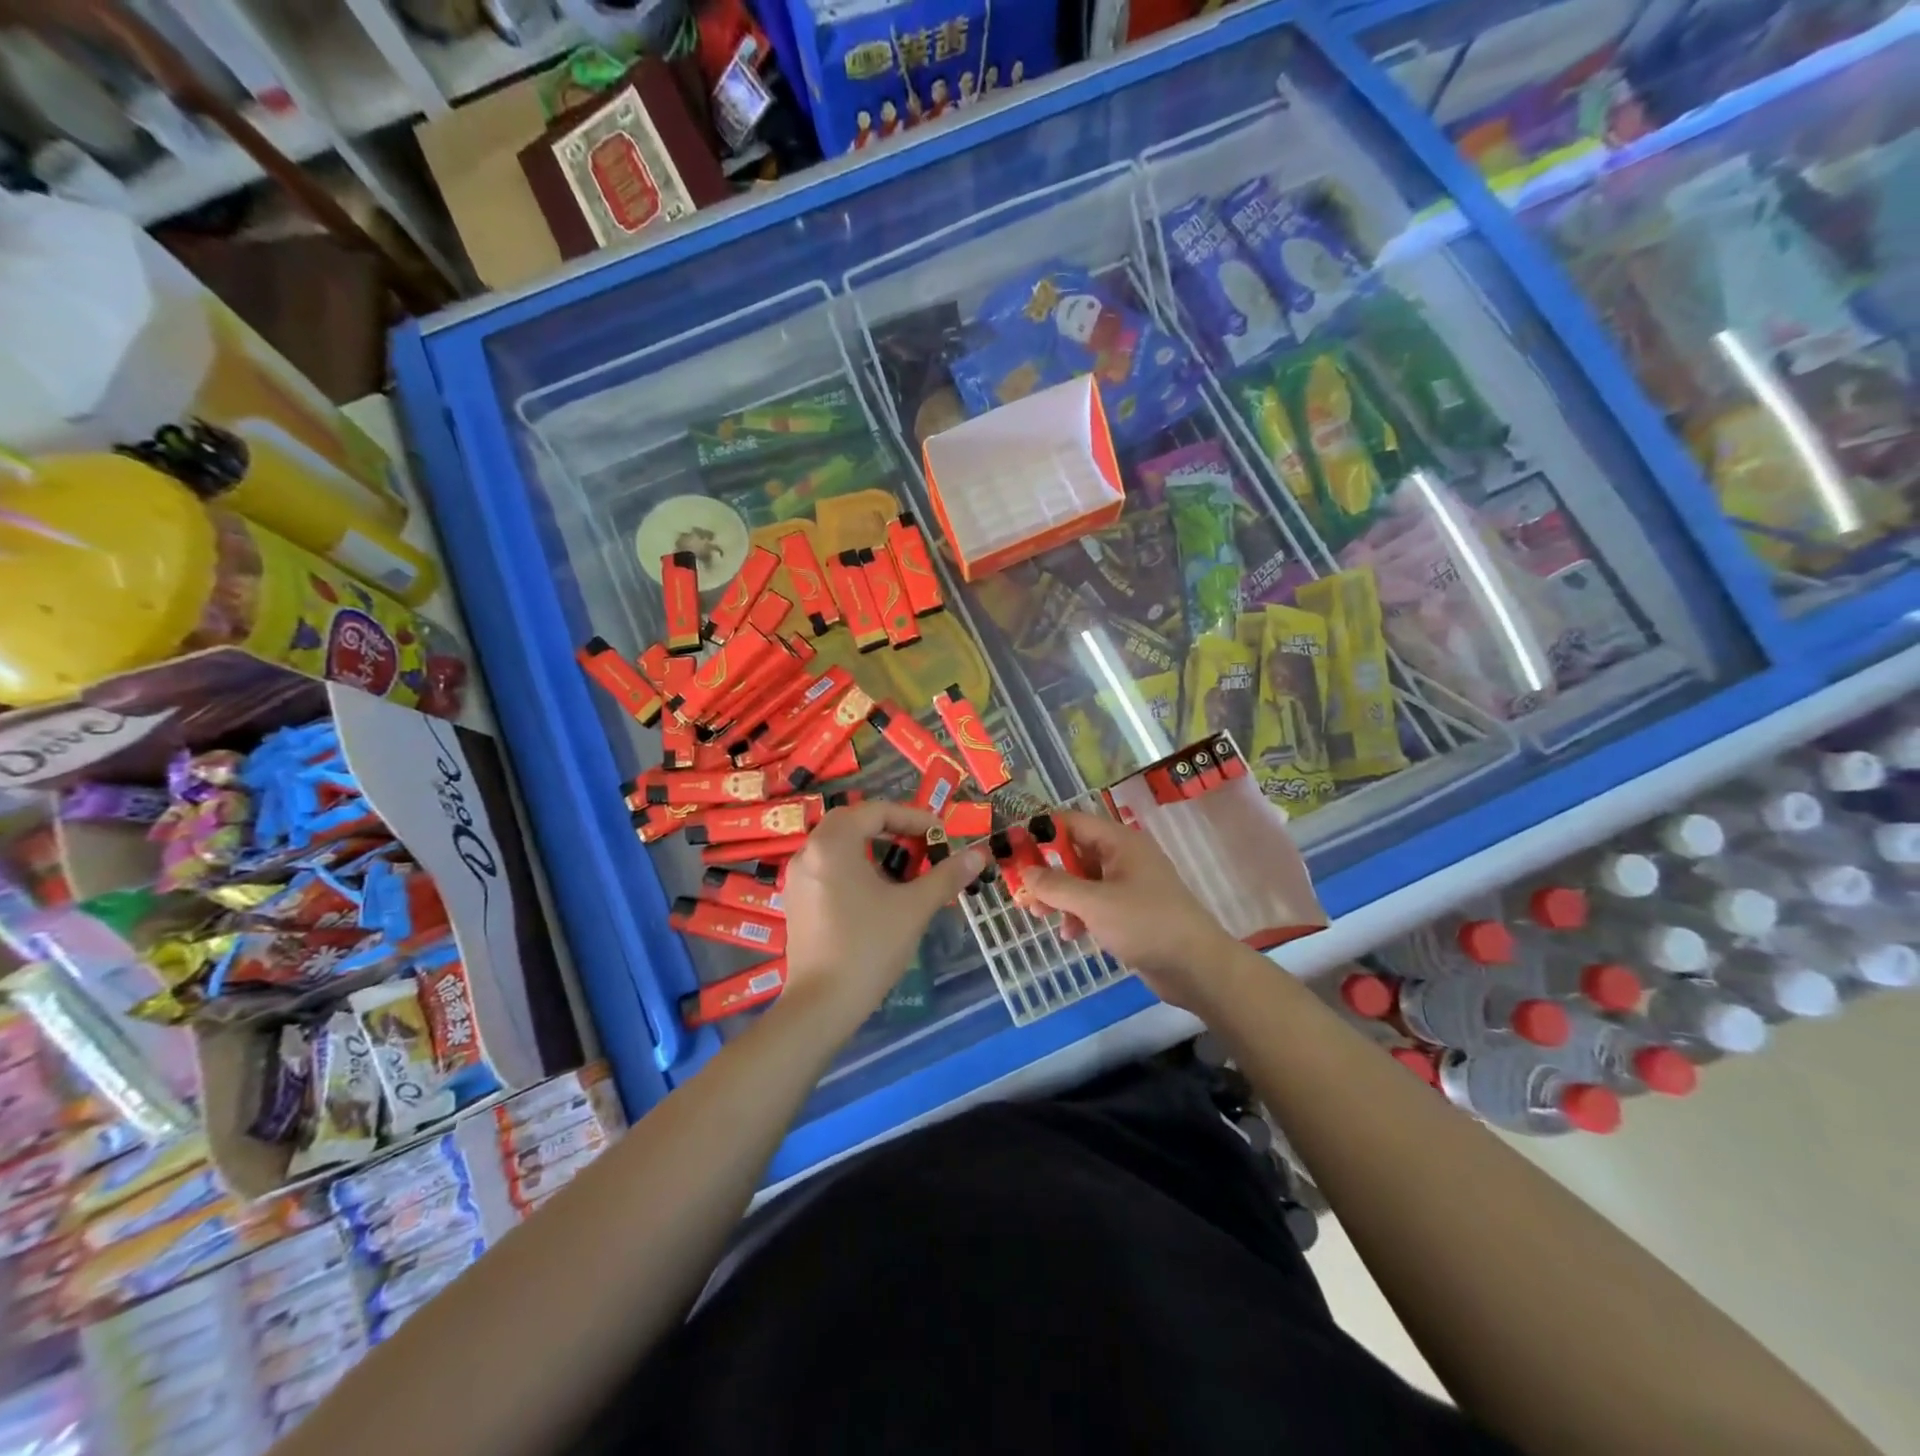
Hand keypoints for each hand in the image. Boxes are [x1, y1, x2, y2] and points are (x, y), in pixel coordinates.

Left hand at [779, 801, 985, 1029]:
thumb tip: (979, 855)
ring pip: (839, 847)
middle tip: (921, 846)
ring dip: (872, 850)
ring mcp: (797, 879)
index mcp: (832, 844)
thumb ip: (946, 876)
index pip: (875, 811)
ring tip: (904, 871)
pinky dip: (855, 869)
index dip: (912, 817)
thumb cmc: (869, 947)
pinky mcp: (796, 903)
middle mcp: (808, 853)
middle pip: (852, 823)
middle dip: (891, 830)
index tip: (939, 834)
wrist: (822, 1005)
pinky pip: (828, 869)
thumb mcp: (914, 907)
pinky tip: (877, 895)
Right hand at [1020, 810, 1239, 1013]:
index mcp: (1120, 842)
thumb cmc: (1145, 924)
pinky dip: (1079, 914)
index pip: (1072, 822)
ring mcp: (1129, 885)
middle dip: (1047, 871)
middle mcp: (1124, 857)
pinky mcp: (1131, 912)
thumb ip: (1056, 885)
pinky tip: (1070, 934)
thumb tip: (1026, 871)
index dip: (1041, 832)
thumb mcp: (1094, 903)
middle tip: (1020, 889)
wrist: (1197, 967)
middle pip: (1075, 853)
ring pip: (1083, 881)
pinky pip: (1095, 904)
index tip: (1014, 848)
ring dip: (1060, 896)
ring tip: (1039, 916)